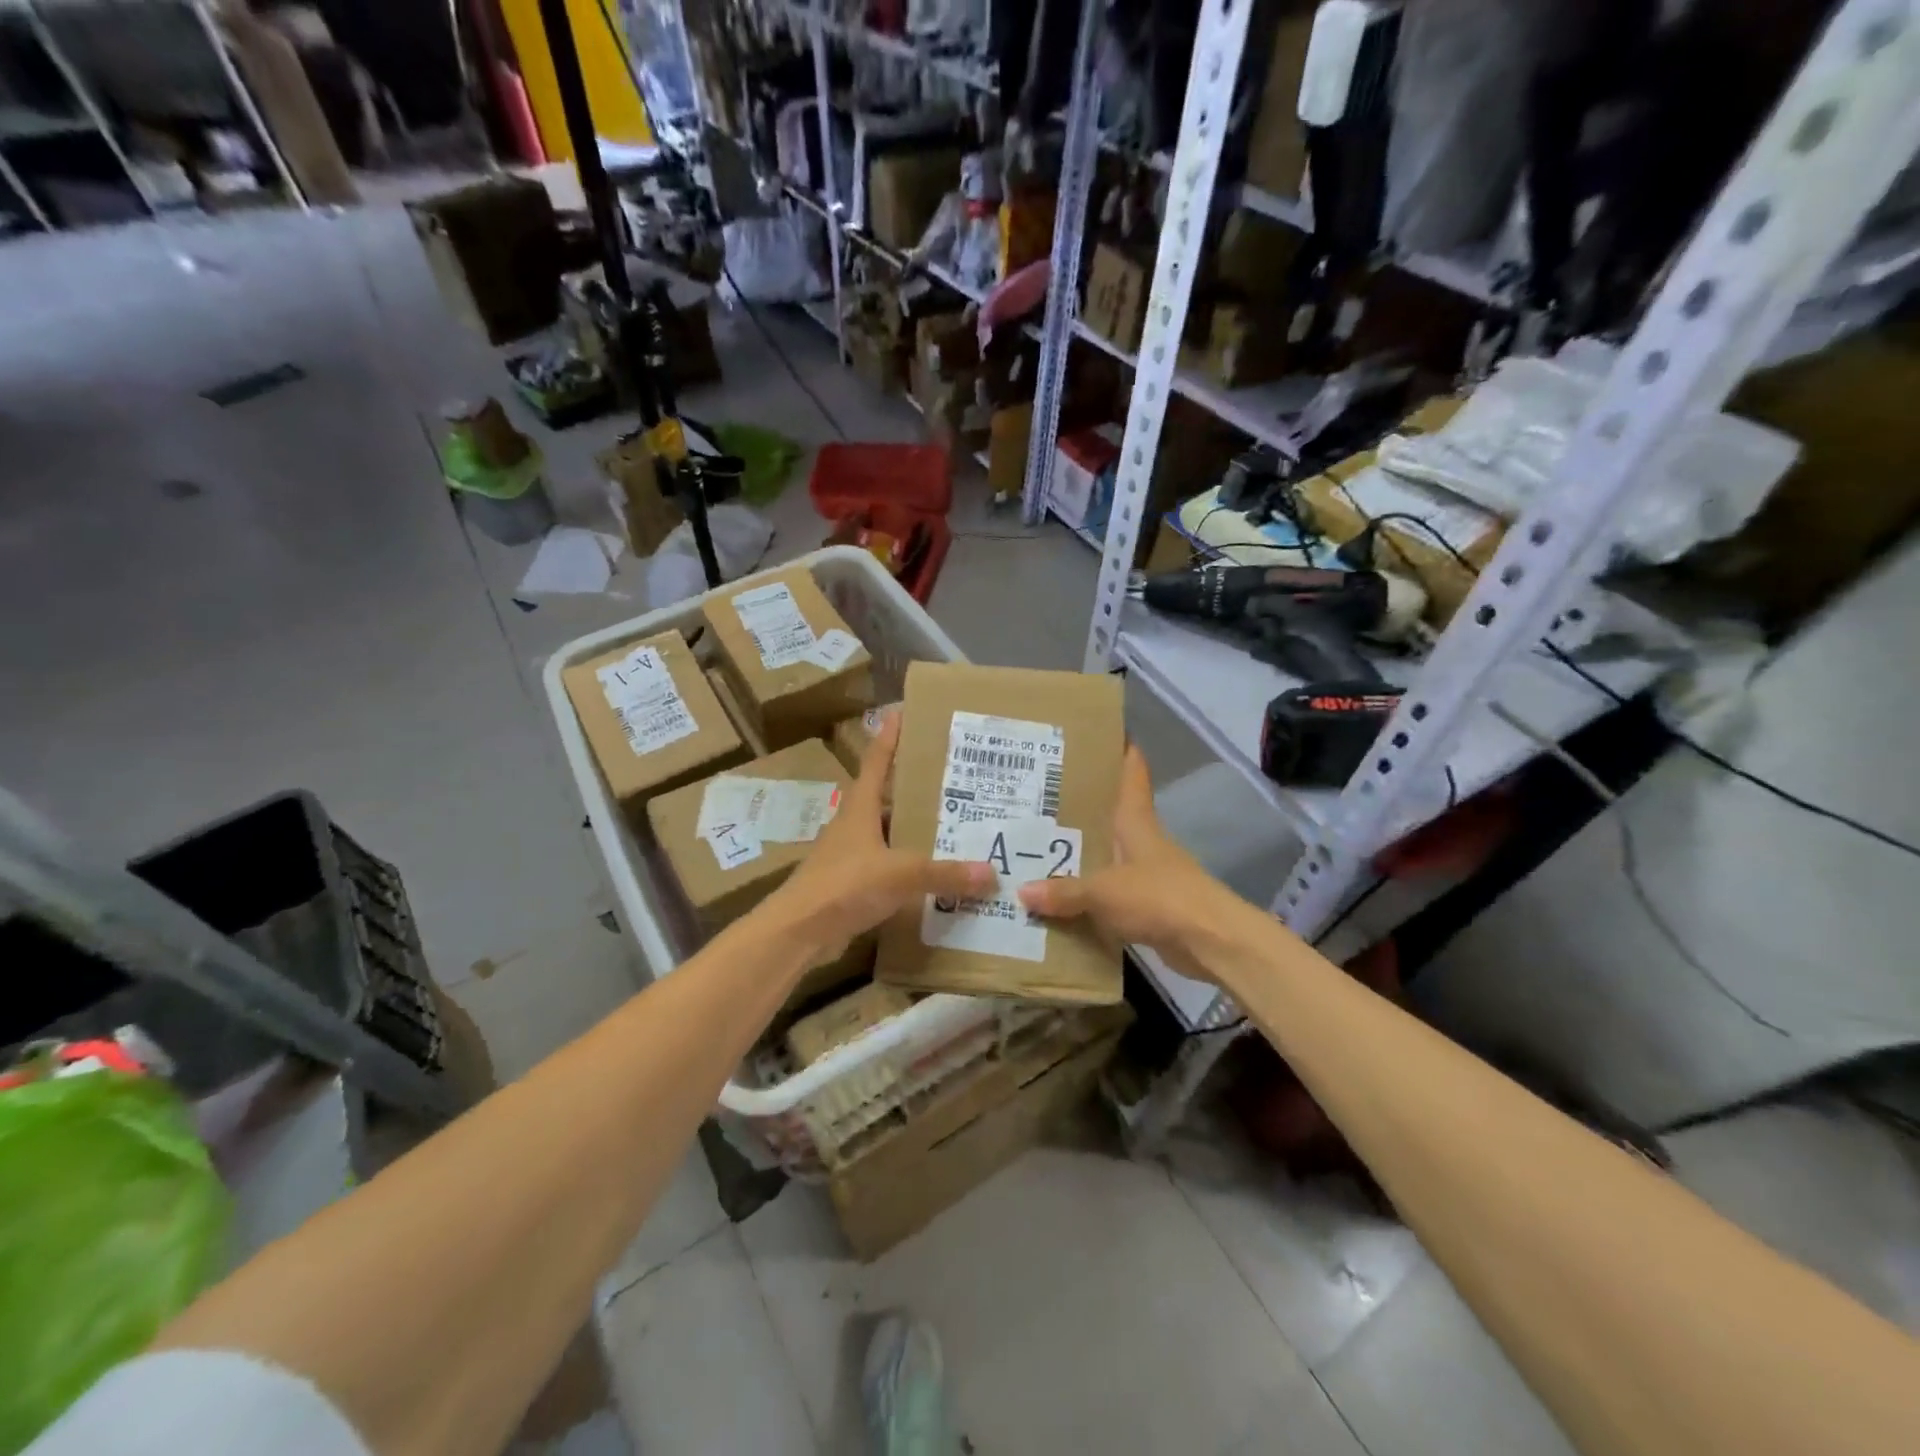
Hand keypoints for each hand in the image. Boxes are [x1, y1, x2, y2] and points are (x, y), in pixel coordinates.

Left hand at [765, 711, 993, 962]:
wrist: (798, 932)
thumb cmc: (844, 885)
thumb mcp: (900, 874)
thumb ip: (945, 873)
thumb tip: (991, 873)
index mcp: (860, 808)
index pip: (878, 762)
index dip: (890, 737)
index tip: (901, 712)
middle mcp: (855, 825)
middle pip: (887, 798)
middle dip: (916, 788)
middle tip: (953, 779)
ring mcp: (851, 855)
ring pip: (890, 834)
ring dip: (915, 831)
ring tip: (954, 827)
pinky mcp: (852, 884)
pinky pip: (889, 867)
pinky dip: (910, 867)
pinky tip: (934, 875)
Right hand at [1017, 745, 1235, 981]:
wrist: (1210, 941)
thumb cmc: (1159, 897)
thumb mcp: (1103, 890)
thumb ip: (1064, 891)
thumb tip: (1021, 892)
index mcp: (1136, 821)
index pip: (1131, 774)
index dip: (1121, 750)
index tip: (1099, 732)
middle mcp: (1142, 841)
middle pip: (1112, 814)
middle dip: (1081, 806)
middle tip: (1039, 795)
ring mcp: (1148, 874)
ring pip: (1107, 855)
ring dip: (1081, 853)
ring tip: (1038, 847)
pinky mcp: (1148, 906)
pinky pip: (1109, 894)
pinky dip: (1088, 895)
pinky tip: (1060, 899)